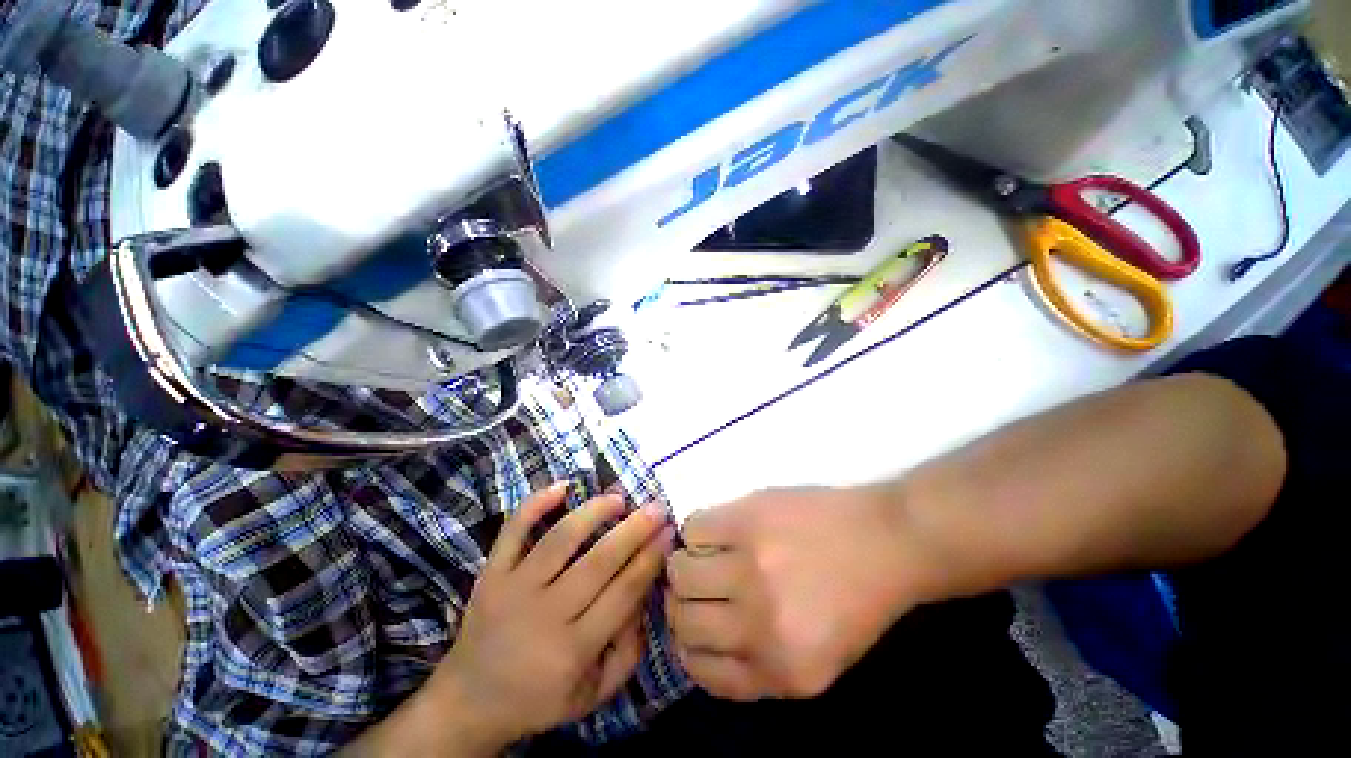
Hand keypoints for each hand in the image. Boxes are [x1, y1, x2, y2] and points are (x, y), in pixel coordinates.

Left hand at [424, 483, 674, 751]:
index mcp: (573, 650)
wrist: (470, 701)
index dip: (650, 558)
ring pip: (560, 539)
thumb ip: (628, 652)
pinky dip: (535, 504)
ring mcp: (513, 589)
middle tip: (656, 508)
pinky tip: (562, 486)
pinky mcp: (490, 574)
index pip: (623, 592)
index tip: (669, 532)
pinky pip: (512, 532)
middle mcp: (544, 614)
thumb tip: (645, 594)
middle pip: (598, 561)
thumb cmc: (540, 698)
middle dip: (634, 530)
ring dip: (593, 512)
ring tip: (618, 498)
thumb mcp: (594, 693)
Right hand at [665, 486, 929, 700]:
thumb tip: (701, 644)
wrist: (888, 540)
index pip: (700, 670)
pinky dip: (697, 531)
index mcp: (782, 673)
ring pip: (680, 571)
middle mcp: (760, 627)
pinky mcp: (746, 521)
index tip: (691, 623)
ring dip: (684, 563)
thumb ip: (760, 666)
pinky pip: (694, 528)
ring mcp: (751, 568)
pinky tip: (718, 529)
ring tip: (702, 553)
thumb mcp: (819, 661)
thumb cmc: (857, 599)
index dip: (688, 644)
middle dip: (681, 601)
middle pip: (682, 618)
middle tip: (693, 583)